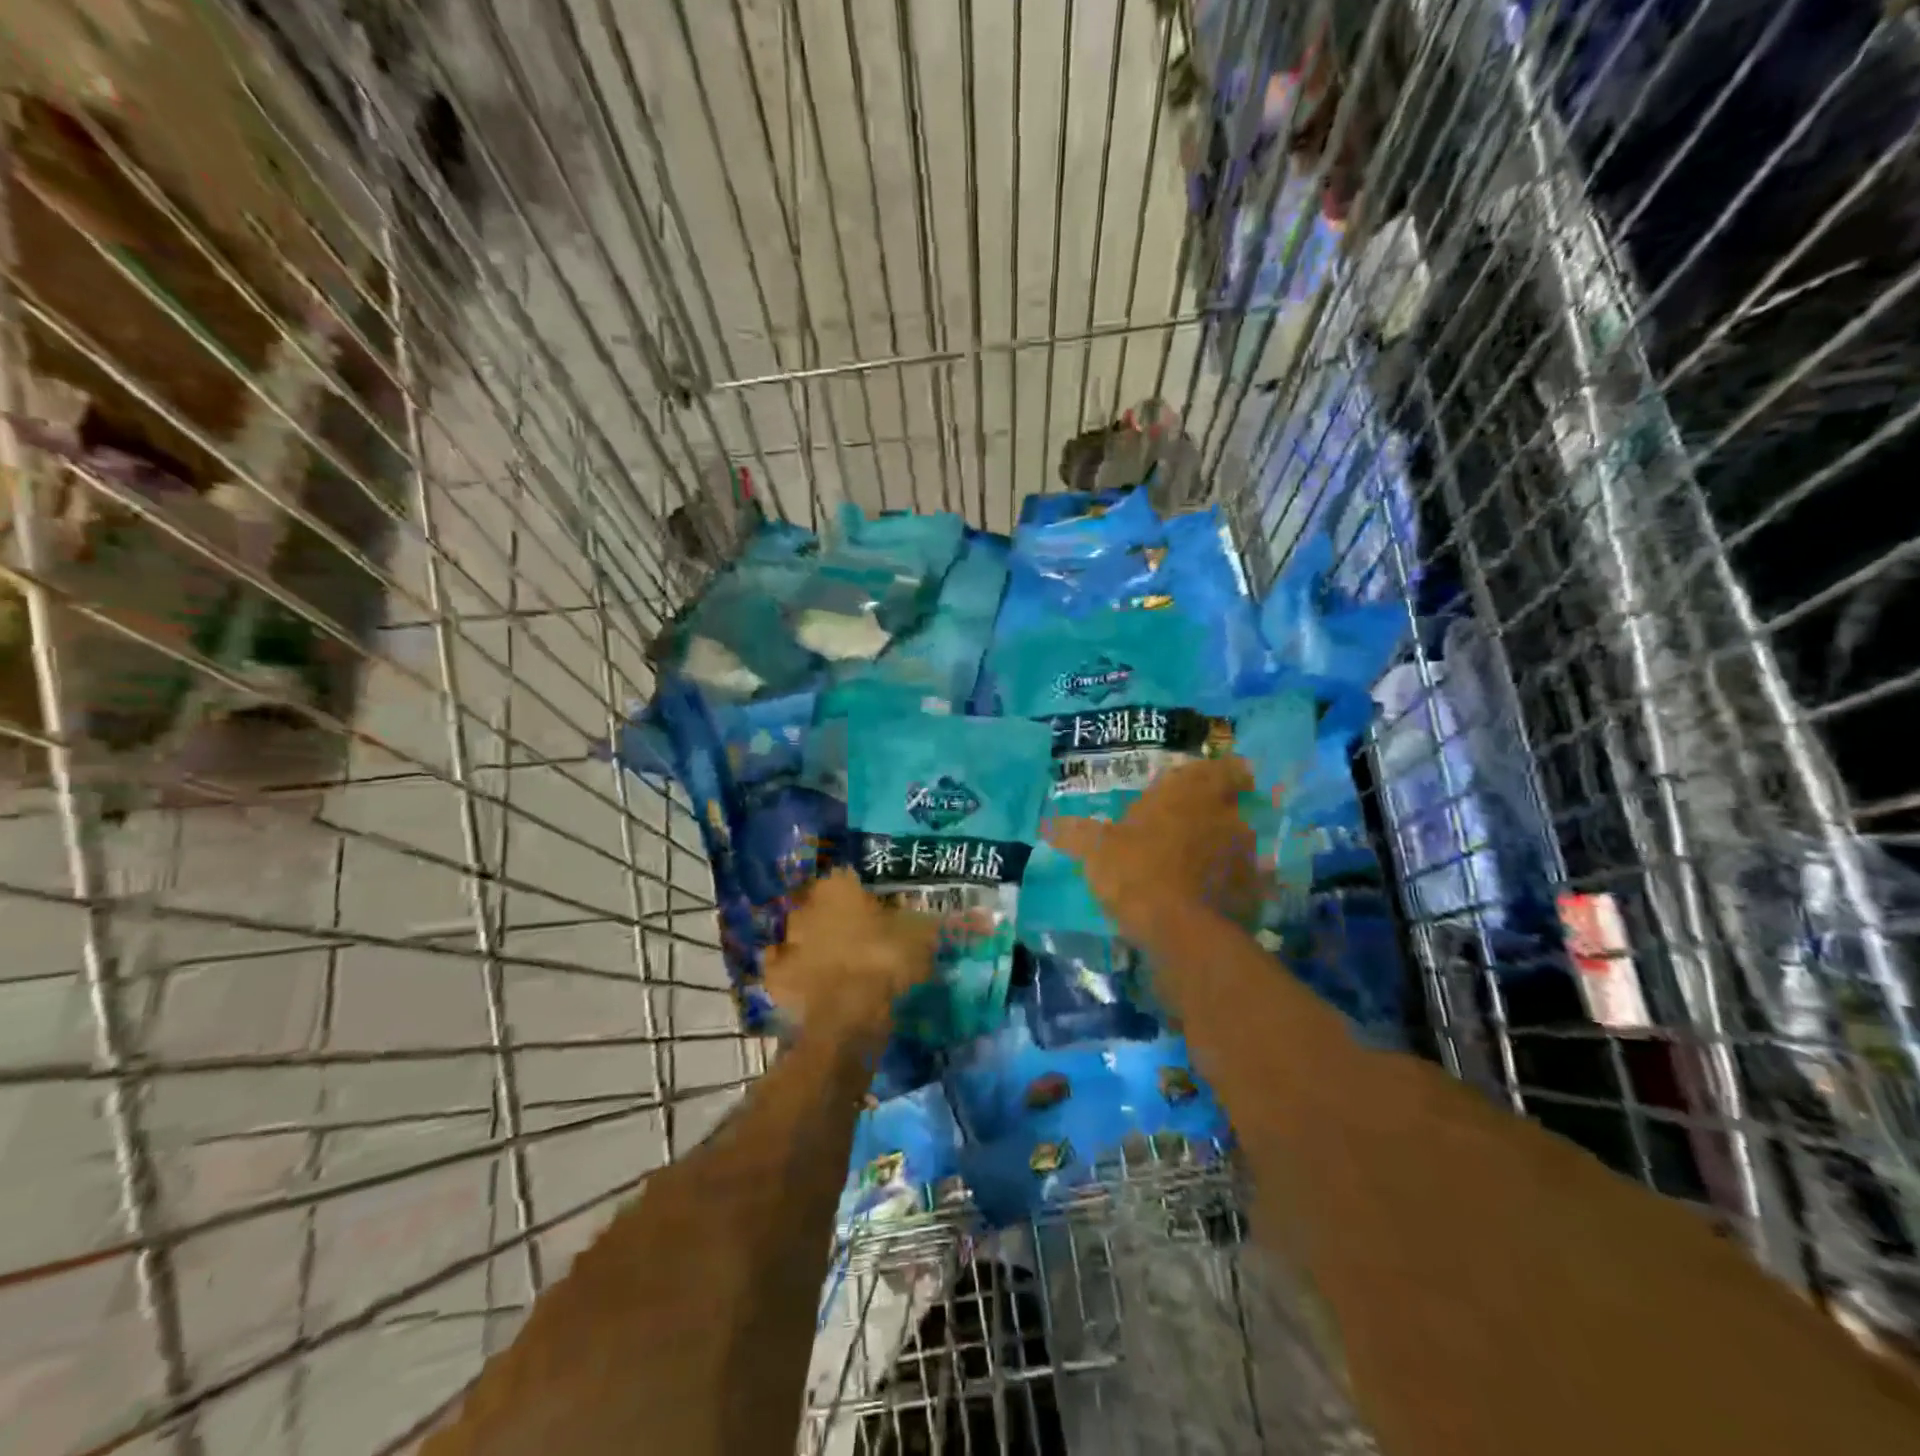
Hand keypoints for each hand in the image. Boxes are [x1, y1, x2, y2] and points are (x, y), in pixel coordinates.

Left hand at [764, 869, 939, 1036]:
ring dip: (811, 941)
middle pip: (820, 904)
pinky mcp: (776, 974)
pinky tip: (807, 978)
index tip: (876, 908)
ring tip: (833, 958)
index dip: (861, 893)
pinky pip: (782, 967)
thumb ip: (919, 921)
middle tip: (856, 932)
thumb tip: (928, 916)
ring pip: (799, 934)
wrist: (848, 1014)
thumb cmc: (885, 961)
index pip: (846, 878)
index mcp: (838, 887)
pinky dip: (791, 971)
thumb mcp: (918, 936)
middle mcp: (807, 906)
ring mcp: (788, 941)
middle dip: (833, 915)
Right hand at [1043, 755, 1262, 949]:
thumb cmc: (1136, 872)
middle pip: (1232, 804)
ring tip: (1197, 867)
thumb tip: (1046, 824)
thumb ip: (1076, 833)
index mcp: (1189, 792)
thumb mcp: (1096, 851)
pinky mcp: (1255, 890)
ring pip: (1239, 841)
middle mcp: (1224, 813)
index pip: (1224, 768)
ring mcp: (1245, 853)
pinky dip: (1230, 884)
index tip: (1210, 784)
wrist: (1181, 932)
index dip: (1223, 773)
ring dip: (1223, 848)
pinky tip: (1209, 898)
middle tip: (1192, 826)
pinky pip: (1245, 879)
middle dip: (1217, 812)